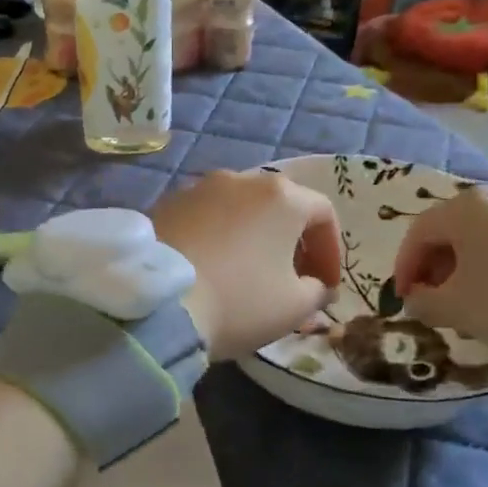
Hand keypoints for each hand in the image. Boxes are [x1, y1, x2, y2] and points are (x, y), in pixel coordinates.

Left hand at [153, 170, 341, 361]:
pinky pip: (205, 218)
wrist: (156, 304)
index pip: (323, 214)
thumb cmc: (238, 301)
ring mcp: (199, 188)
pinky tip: (212, 268)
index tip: (326, 285)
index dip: (331, 252)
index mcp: (282, 196)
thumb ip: (317, 291)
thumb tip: (316, 286)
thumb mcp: (294, 307)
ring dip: (253, 237)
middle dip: (293, 242)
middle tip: (292, 278)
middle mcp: (242, 179)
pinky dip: (218, 237)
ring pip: (240, 209)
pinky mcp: (166, 203)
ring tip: (249, 272)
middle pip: (280, 206)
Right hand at [392, 187, 487, 359]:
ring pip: (485, 237)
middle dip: (436, 268)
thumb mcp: (457, 309)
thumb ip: (423, 303)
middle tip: (436, 301)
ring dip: (469, 268)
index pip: (417, 234)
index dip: (404, 269)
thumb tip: (417, 298)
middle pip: (451, 231)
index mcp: (463, 208)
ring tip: (474, 302)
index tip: (405, 300)